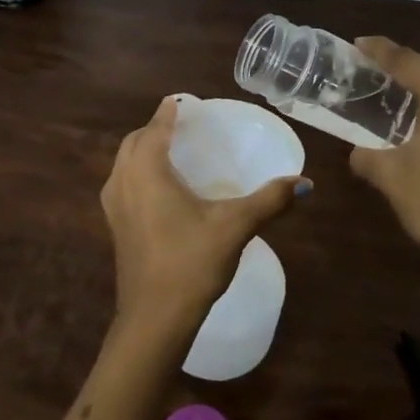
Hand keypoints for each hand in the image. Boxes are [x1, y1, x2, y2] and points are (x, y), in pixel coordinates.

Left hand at [100, 97, 308, 340]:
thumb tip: (305, 182)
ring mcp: (114, 206)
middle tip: (180, 126)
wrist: (154, 318)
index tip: (180, 101)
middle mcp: (123, 181)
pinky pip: (123, 183)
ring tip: (170, 151)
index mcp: (147, 171)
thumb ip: (269, 200)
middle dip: (153, 129)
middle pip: (134, 142)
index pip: (155, 129)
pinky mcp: (115, 227)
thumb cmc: (191, 263)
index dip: (168, 113)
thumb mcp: (235, 227)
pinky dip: (138, 173)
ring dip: (142, 151)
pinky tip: (160, 189)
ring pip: (124, 163)